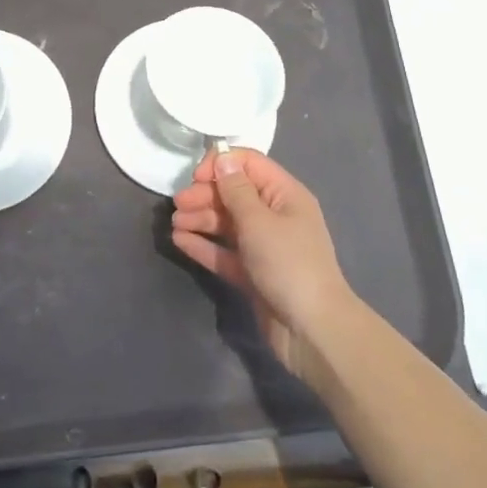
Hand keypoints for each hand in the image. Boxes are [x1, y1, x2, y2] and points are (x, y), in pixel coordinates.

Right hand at [170, 150, 358, 381]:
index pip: (250, 165)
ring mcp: (263, 245)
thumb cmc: (288, 264)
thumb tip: (223, 158)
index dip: (221, 165)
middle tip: (178, 205)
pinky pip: (224, 251)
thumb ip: (236, 190)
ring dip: (200, 219)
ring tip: (174, 223)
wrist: (312, 329)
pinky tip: (179, 241)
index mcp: (285, 194)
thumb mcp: (259, 221)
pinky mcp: (252, 272)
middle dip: (205, 195)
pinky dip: (204, 244)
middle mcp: (274, 215)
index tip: (195, 177)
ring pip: (227, 223)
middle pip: (234, 194)